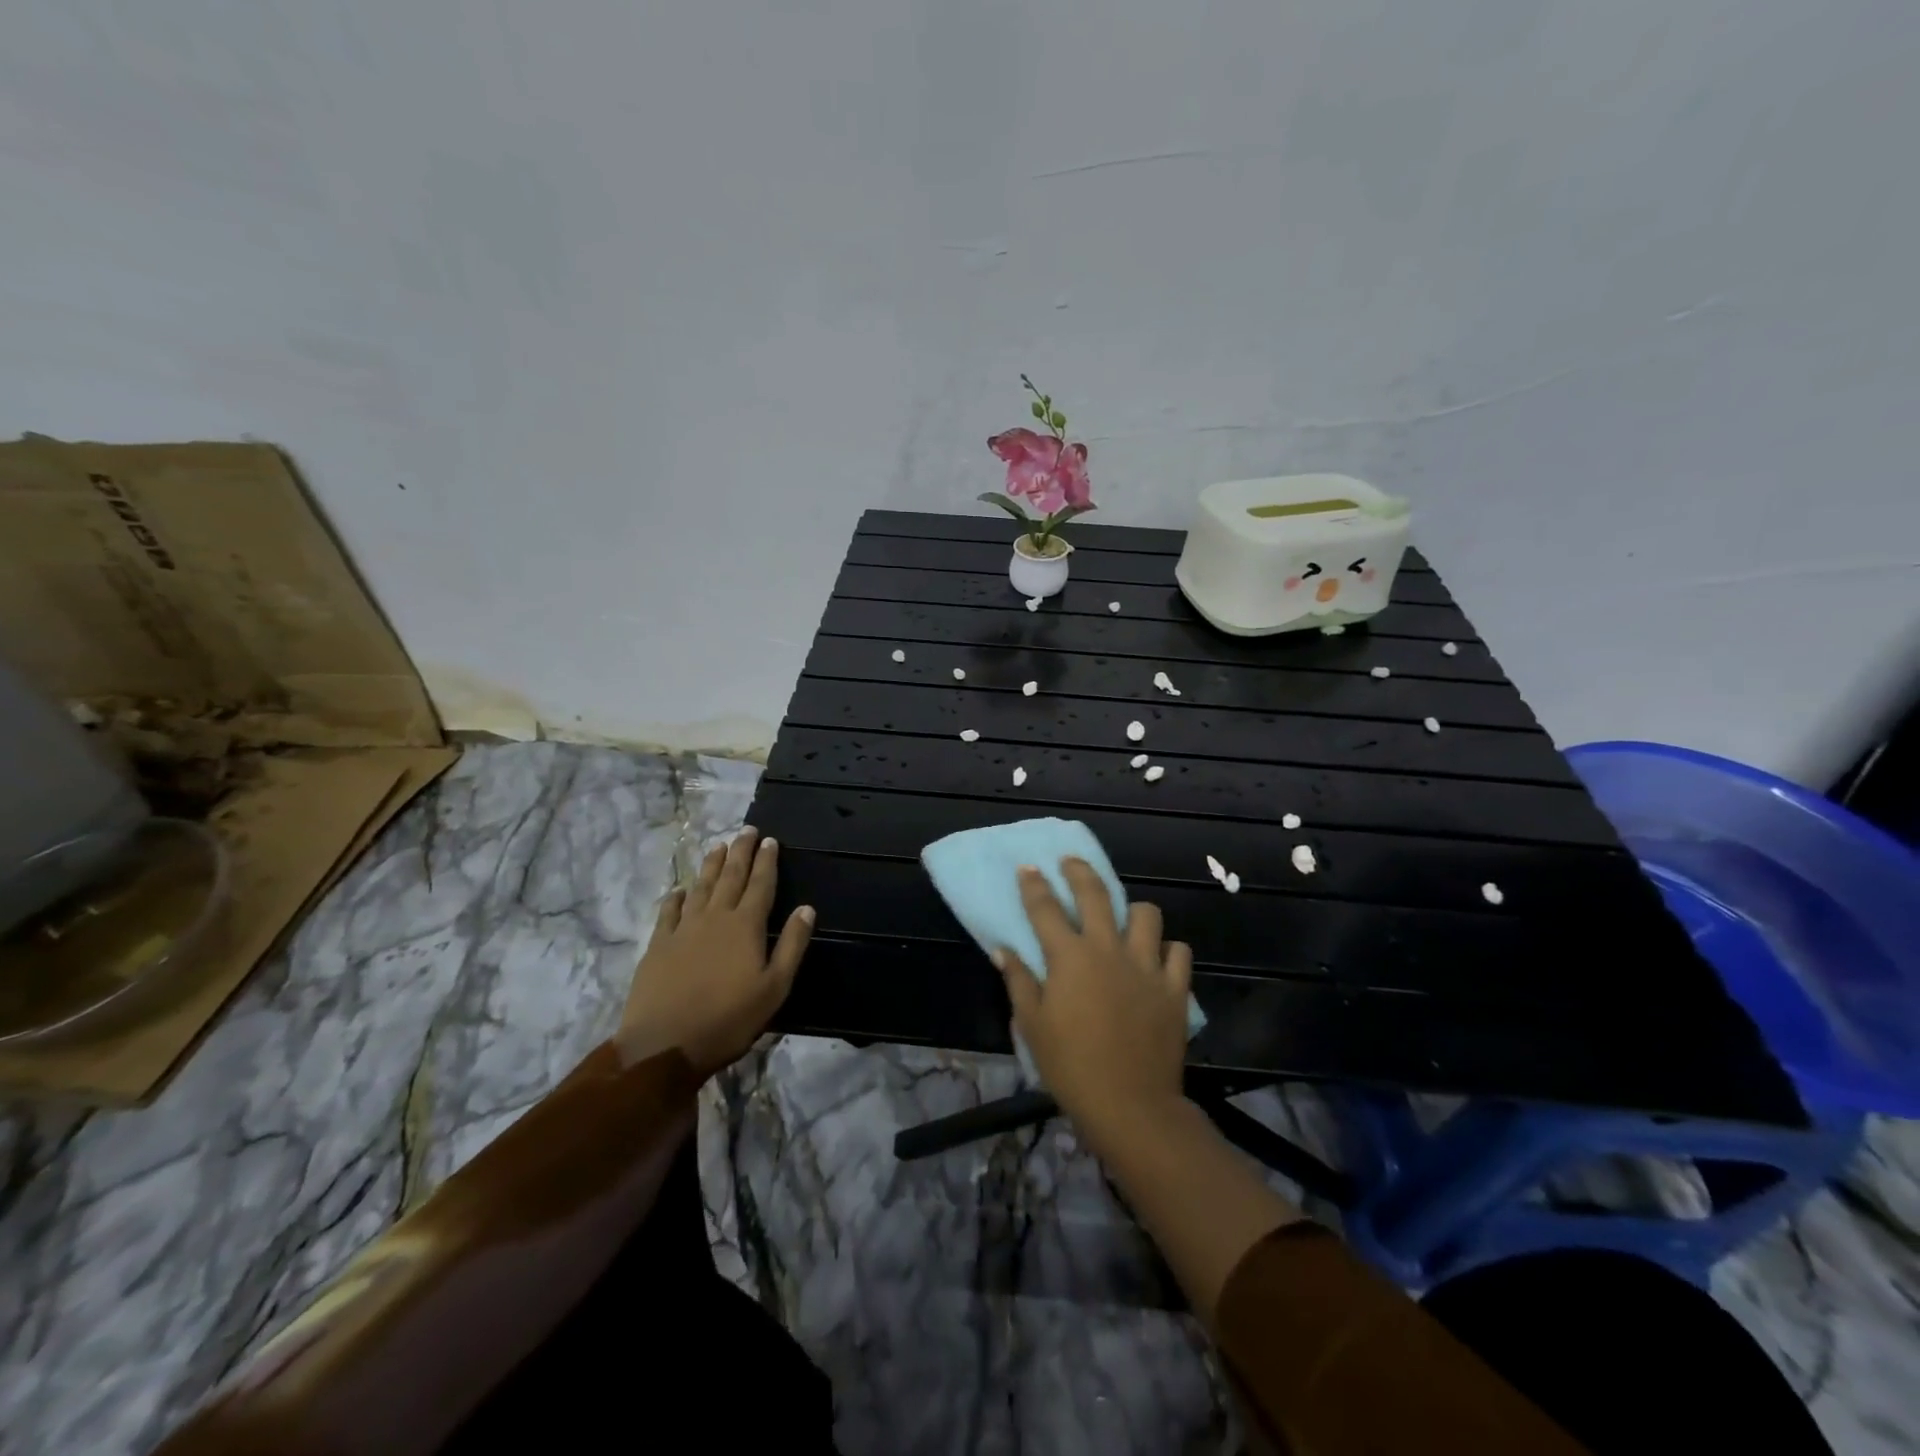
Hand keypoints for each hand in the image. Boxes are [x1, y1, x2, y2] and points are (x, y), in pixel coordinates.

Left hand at [617, 828, 813, 1077]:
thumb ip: (792, 946)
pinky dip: (677, 897)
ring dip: (711, 865)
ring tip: (719, 846)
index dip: (767, 861)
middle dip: (741, 852)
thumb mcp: (774, 988)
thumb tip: (807, 908)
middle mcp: (715, 918)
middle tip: (747, 830)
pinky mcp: (658, 945)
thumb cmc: (729, 1019)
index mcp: (746, 926)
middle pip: (730, 877)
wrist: (664, 1044)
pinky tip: (680, 889)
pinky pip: (669, 911)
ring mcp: (683, 929)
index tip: (770, 840)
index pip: (760, 884)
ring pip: (700, 887)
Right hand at [996, 859, 1192, 1148]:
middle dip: (1080, 872)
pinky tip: (1157, 959)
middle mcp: (1109, 949)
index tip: (1028, 868)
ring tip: (1124, 920)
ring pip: (1147, 915)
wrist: (1129, 1105)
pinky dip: (1168, 950)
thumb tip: (1003, 949)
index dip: (1034, 885)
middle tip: (1071, 862)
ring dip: (1133, 912)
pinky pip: (1178, 952)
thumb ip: (1018, 980)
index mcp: (1070, 957)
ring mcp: (1147, 966)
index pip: (1046, 908)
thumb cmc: (1070, 1066)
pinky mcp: (1175, 988)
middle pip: (1096, 895)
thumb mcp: (1031, 1025)